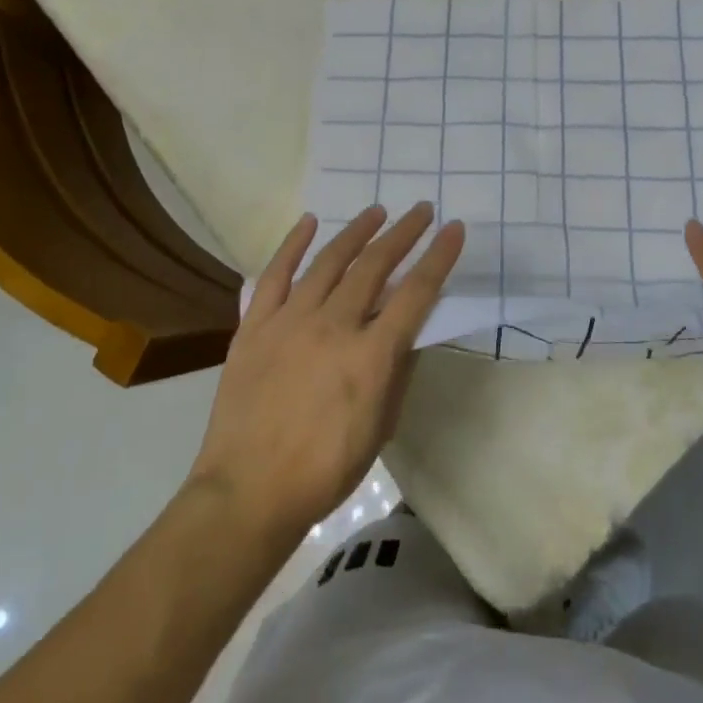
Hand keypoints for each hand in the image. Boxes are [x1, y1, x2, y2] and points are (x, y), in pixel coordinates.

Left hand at [188, 203, 464, 544]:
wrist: (248, 492)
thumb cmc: (324, 470)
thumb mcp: (380, 427)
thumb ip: (397, 372)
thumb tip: (408, 333)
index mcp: (370, 356)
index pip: (416, 293)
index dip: (439, 257)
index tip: (454, 230)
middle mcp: (333, 326)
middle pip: (375, 266)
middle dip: (403, 233)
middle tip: (421, 210)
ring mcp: (290, 321)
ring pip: (329, 261)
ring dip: (357, 232)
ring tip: (377, 211)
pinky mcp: (256, 325)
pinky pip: (276, 274)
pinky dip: (292, 244)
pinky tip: (309, 222)